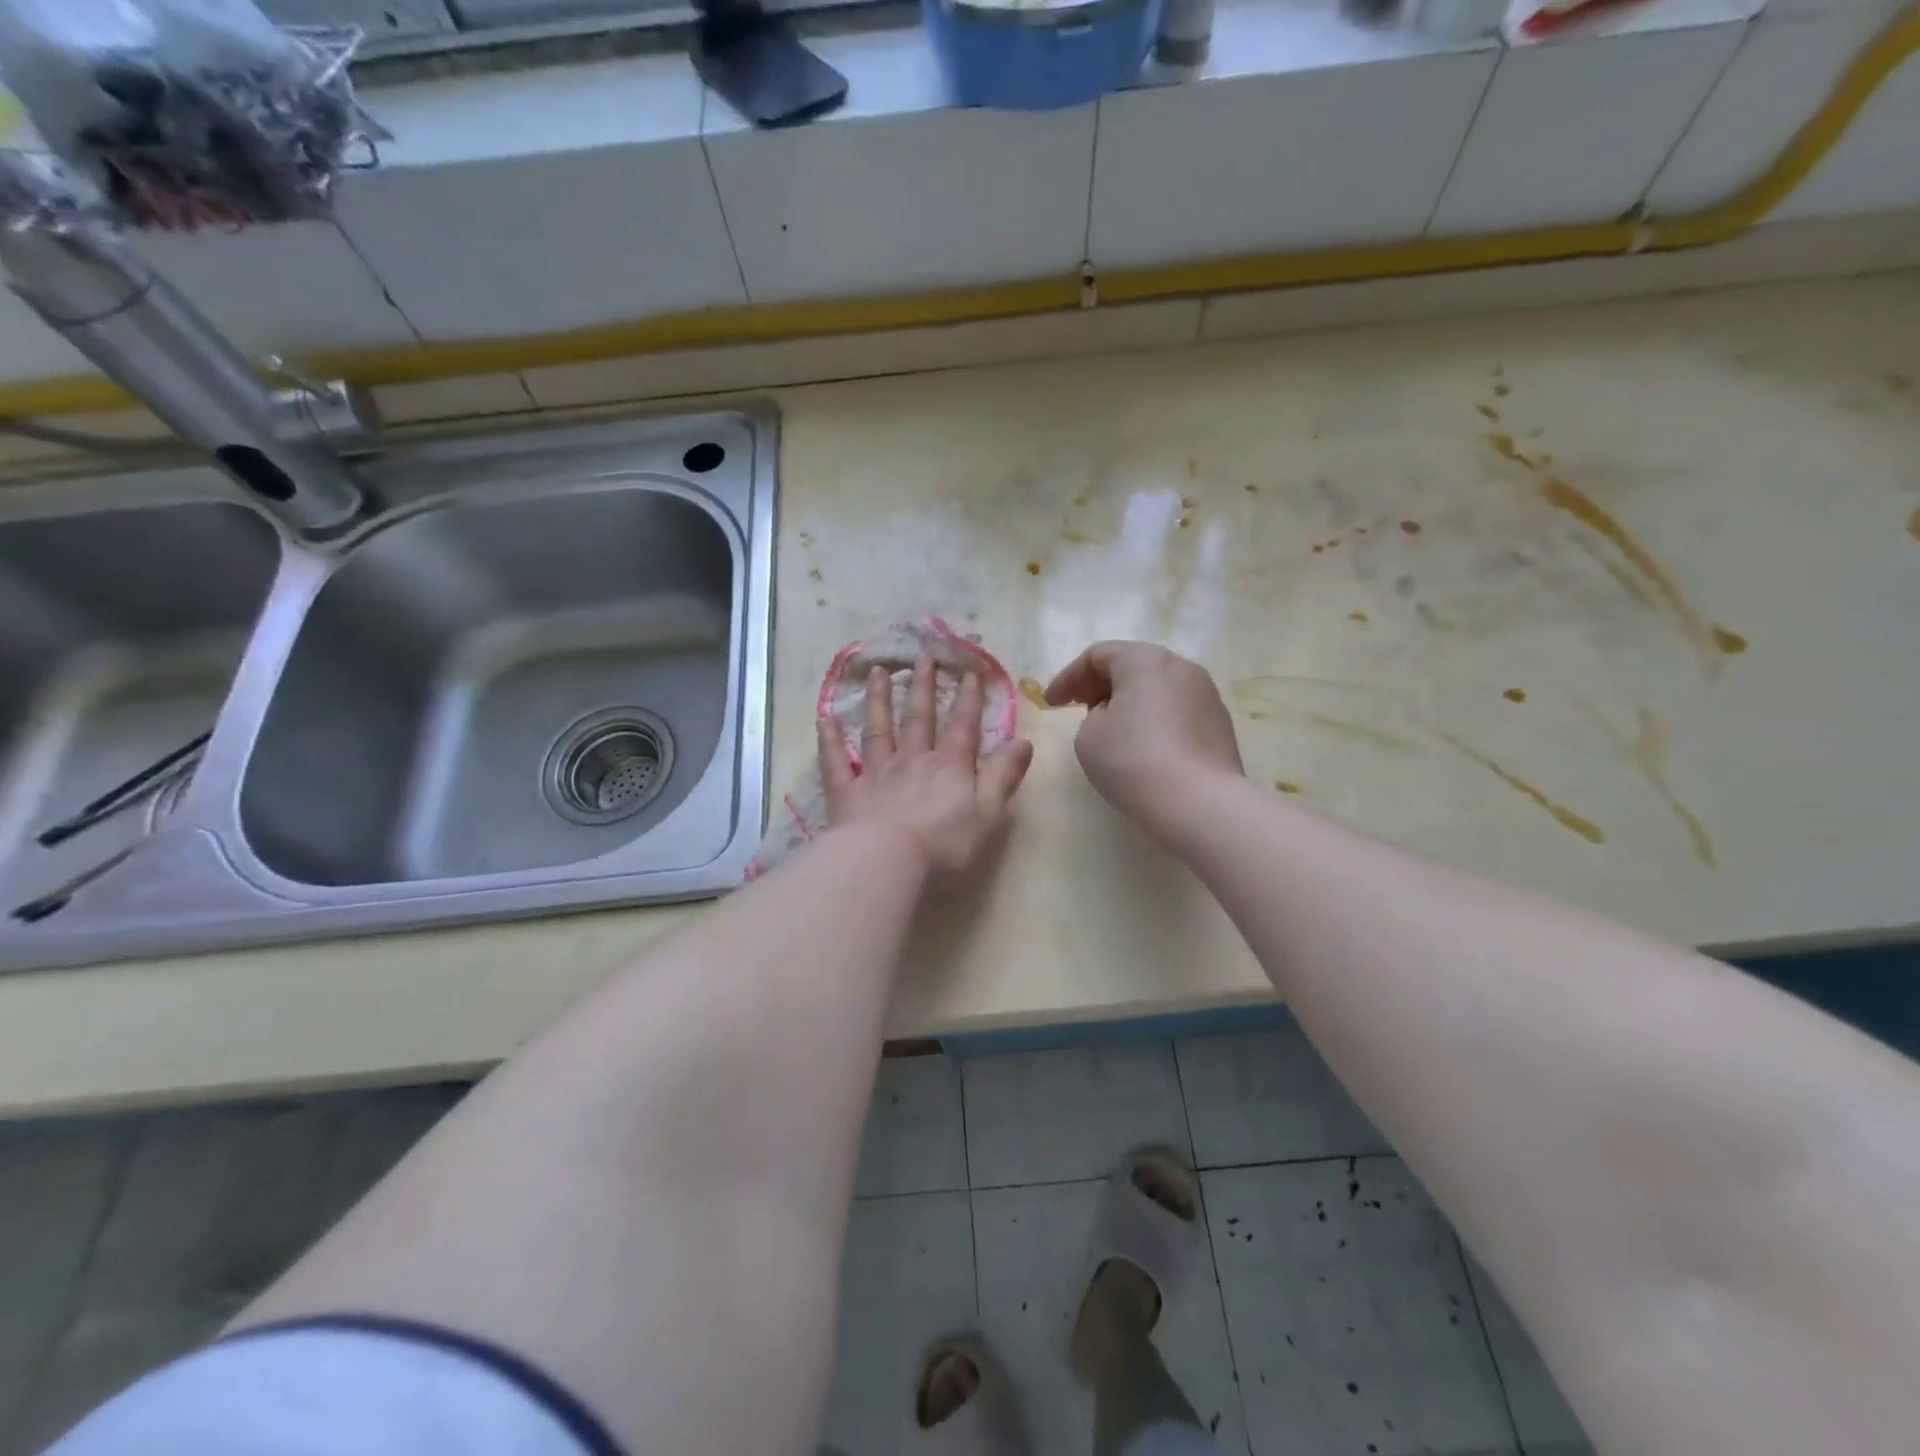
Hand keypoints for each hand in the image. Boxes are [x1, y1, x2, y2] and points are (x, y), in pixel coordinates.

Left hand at [819, 655, 1034, 871]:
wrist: (886, 860)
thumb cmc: (943, 842)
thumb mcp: (988, 812)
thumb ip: (1003, 775)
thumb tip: (1024, 741)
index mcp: (948, 766)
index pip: (962, 726)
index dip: (968, 698)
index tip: (969, 670)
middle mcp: (911, 760)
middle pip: (918, 718)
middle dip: (923, 686)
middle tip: (923, 657)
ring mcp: (876, 773)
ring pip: (877, 729)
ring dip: (878, 699)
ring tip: (879, 671)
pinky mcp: (847, 792)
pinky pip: (837, 761)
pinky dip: (830, 740)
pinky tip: (824, 719)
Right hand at [1044, 641, 1242, 836]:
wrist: (1199, 804)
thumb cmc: (1133, 762)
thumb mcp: (1088, 736)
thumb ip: (1092, 715)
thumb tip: (1115, 715)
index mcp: (1145, 660)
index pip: (1097, 655)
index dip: (1068, 678)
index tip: (1051, 704)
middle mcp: (1181, 667)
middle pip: (1131, 665)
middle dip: (1100, 685)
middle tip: (1079, 710)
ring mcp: (1206, 694)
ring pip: (1157, 687)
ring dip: (1130, 702)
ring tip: (1112, 731)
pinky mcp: (1220, 723)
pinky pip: (1177, 710)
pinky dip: (1155, 719)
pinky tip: (1145, 748)